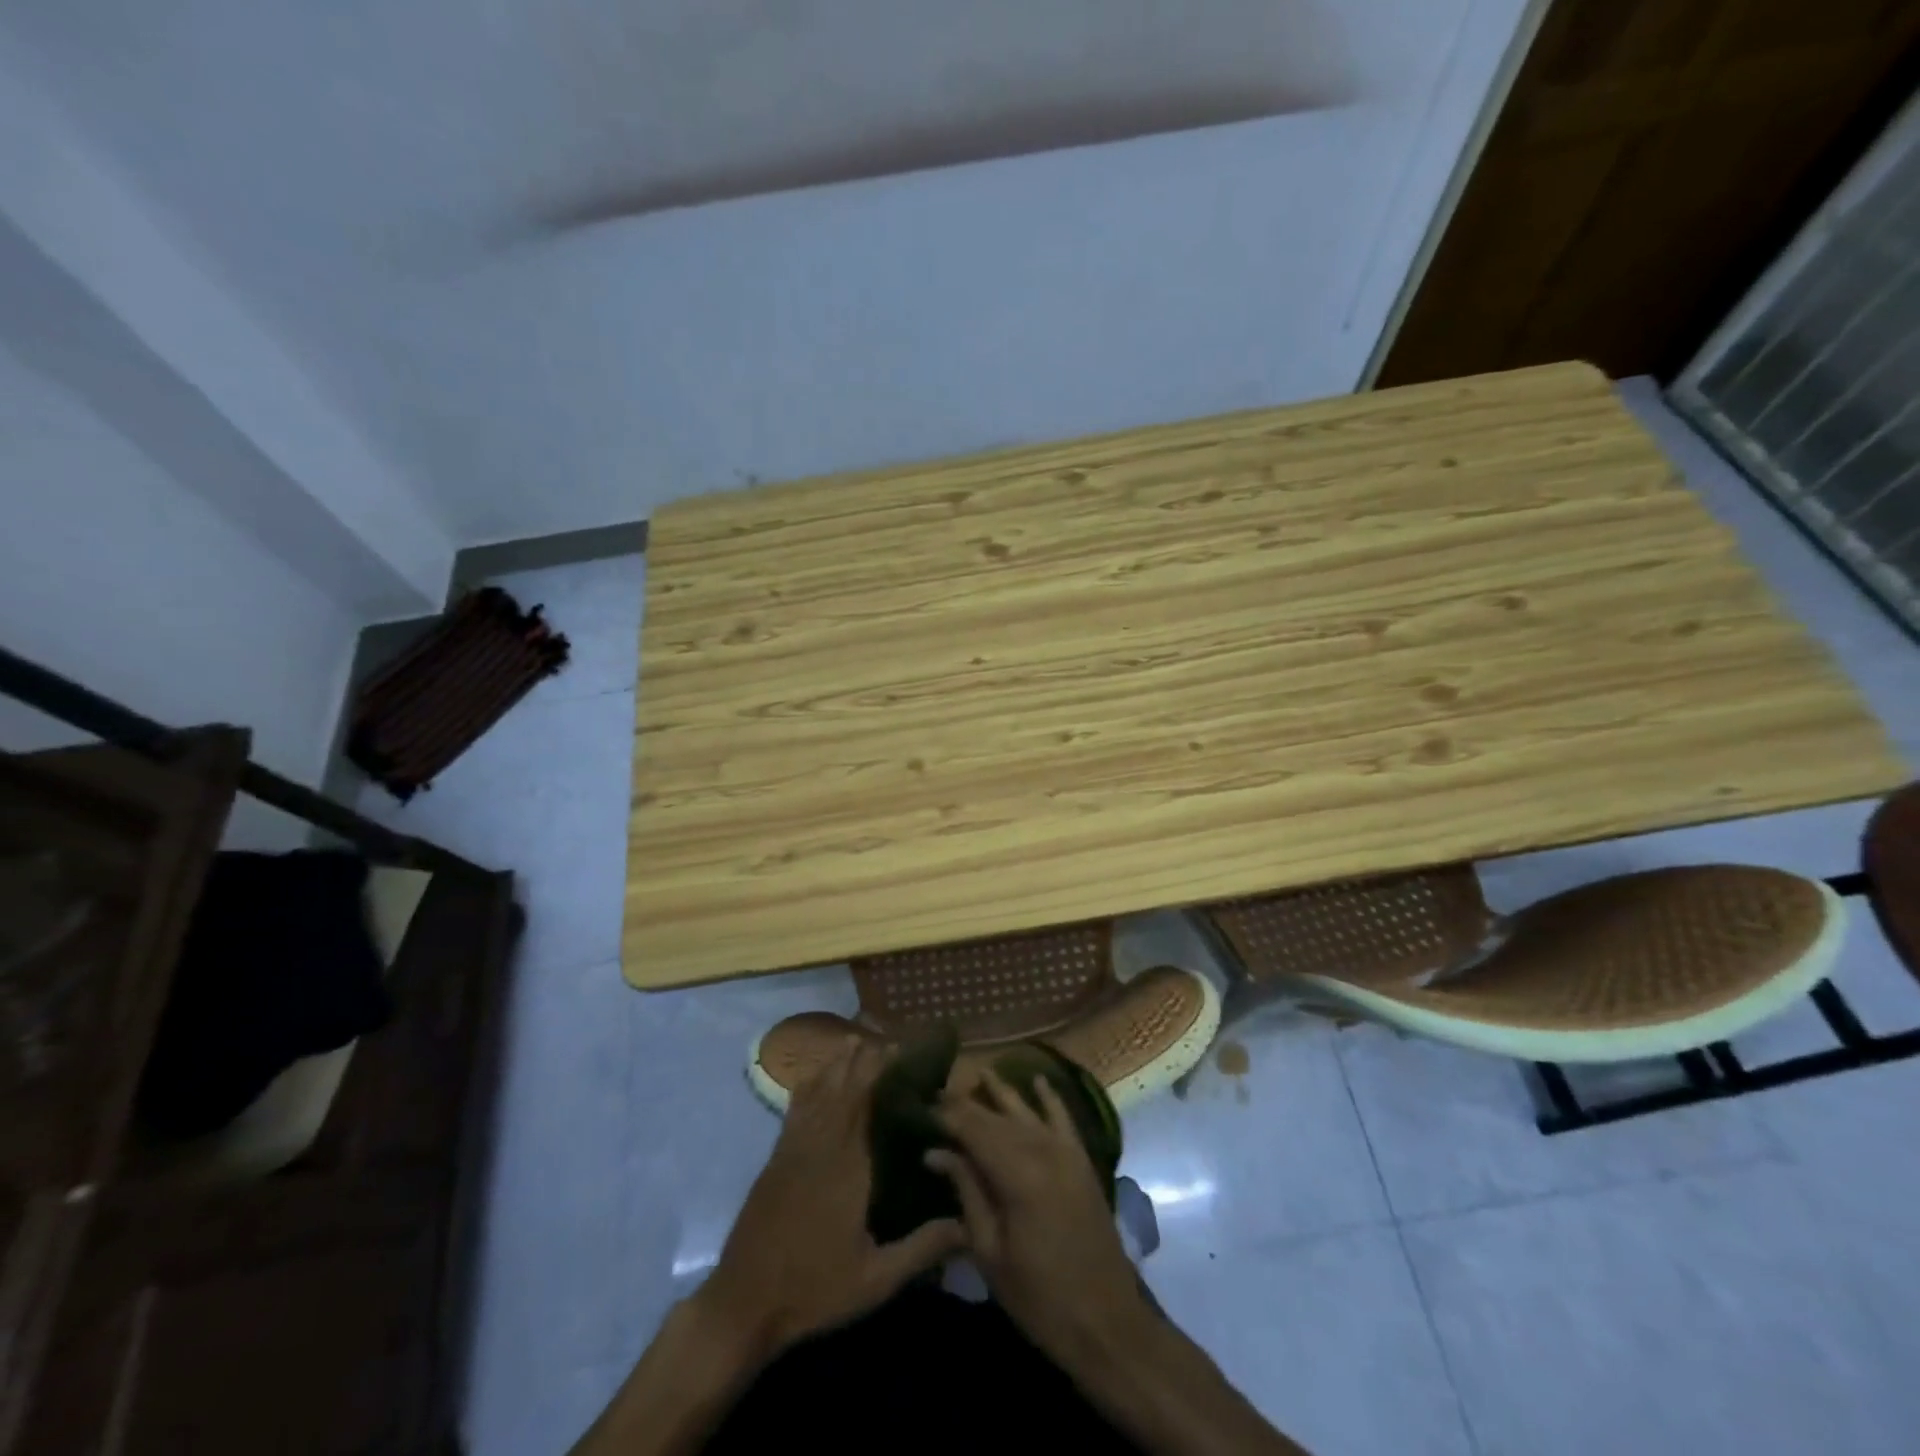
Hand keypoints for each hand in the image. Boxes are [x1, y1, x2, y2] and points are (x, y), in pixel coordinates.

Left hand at [693, 1040, 964, 1364]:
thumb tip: (968, 1224)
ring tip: (853, 1040)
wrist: (743, 1303)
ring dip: (835, 1064)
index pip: (866, 1103)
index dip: (881, 1071)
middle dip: (863, 1059)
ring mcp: (793, 1149)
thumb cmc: (813, 1289)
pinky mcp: (775, 1159)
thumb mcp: (875, 1279)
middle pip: (843, 1088)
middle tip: (885, 1039)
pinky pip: (795, 1109)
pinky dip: (808, 1085)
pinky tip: (814, 1076)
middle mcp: (820, 1145)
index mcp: (847, 1166)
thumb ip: (922, 1248)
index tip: (901, 1049)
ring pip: (817, 1092)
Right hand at [929, 1071, 1154, 1367]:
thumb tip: (936, 1153)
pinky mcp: (1082, 1160)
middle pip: (996, 1116)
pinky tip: (1037, 1079)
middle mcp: (1042, 1150)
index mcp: (1017, 1174)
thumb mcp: (990, 1252)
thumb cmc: (1040, 1296)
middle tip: (938, 1093)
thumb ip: (967, 1192)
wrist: (1106, 1320)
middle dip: (967, 1103)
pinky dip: (1050, 1097)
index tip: (920, 1106)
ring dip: (1002, 1091)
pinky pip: (1063, 1118)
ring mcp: (1066, 1152)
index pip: (973, 1129)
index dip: (946, 1115)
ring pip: (1026, 1110)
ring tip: (978, 1073)